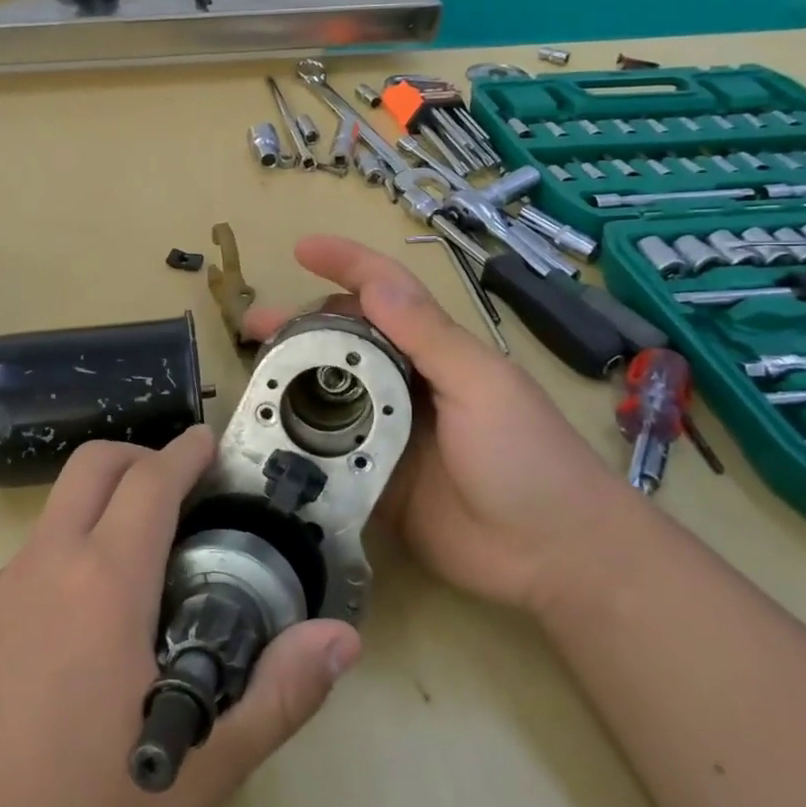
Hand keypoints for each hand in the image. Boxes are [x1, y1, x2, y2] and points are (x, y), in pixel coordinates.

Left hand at [0, 427, 361, 806]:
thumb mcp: (197, 771)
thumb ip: (276, 697)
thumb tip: (342, 637)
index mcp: (103, 581)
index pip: (150, 482)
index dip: (185, 452)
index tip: (211, 442)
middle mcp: (46, 563)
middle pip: (92, 466)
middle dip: (141, 456)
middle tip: (183, 486)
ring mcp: (0, 588)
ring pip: (58, 507)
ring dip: (104, 500)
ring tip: (148, 551)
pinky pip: (34, 552)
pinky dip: (73, 543)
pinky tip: (90, 615)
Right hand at [244, 235, 628, 612]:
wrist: (553, 556)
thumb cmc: (528, 456)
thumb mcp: (481, 385)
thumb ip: (427, 336)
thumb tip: (374, 281)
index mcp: (434, 351)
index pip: (384, 293)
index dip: (346, 264)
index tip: (301, 249)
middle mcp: (405, 384)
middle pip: (343, 342)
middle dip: (299, 326)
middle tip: (252, 328)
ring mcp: (387, 433)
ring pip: (329, 395)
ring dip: (292, 382)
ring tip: (253, 382)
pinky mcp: (373, 480)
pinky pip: (328, 454)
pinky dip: (299, 442)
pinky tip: (266, 439)